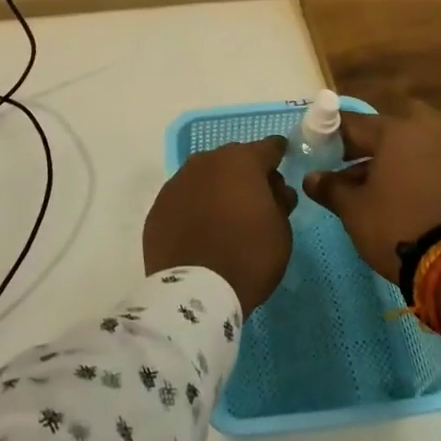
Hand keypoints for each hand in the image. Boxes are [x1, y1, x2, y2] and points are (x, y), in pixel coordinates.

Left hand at [144, 135, 295, 314]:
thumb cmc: (248, 257)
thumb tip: (276, 189)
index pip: (268, 147)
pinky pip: (184, 198)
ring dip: (217, 188)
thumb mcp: (281, 231)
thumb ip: (280, 202)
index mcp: (241, 162)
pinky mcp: (158, 206)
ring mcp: (177, 182)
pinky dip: (194, 206)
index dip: (278, 154)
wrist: (195, 292)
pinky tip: (201, 229)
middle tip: (256, 198)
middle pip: (233, 159)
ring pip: (205, 176)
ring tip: (226, 215)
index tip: (283, 161)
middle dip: (246, 173)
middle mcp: (206, 162)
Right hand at [302, 104, 440, 282]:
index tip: (316, 148)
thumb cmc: (395, 225)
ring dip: (388, 157)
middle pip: (386, 129)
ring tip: (367, 185)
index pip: (354, 123)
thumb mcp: (353, 209)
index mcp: (395, 132)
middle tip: (347, 162)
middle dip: (366, 142)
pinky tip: (394, 194)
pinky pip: (427, 161)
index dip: (330, 135)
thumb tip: (311, 178)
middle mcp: (425, 132)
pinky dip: (410, 170)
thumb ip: (330, 187)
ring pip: (409, 144)